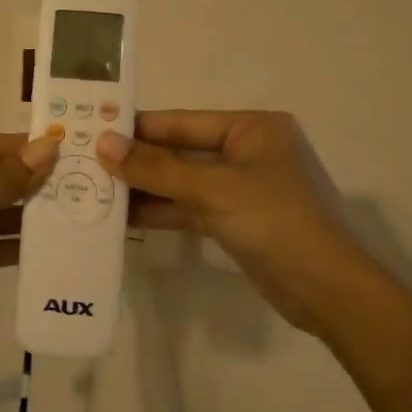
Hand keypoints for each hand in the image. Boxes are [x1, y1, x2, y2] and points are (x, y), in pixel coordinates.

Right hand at [95, 111, 383, 339]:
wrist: (326, 289)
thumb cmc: (274, 221)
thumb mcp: (211, 189)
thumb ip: (155, 167)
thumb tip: (102, 144)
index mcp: (251, 128)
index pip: (182, 121)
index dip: (137, 128)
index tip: (93, 129)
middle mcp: (247, 151)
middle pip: (180, 150)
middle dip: (137, 160)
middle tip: (86, 161)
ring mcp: (242, 187)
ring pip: (182, 181)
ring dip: (145, 187)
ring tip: (94, 189)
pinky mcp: (236, 219)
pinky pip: (190, 207)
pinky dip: (162, 210)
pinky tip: (124, 216)